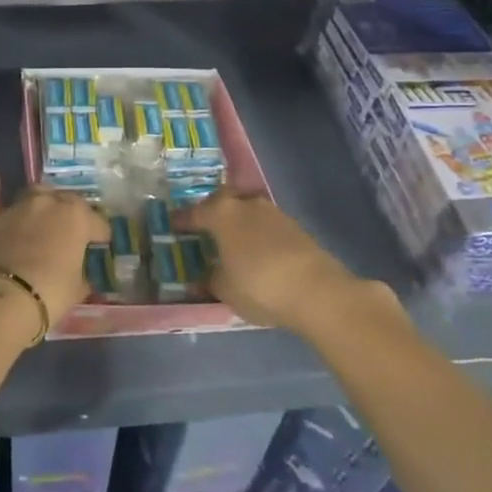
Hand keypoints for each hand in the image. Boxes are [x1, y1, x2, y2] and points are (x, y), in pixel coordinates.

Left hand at [0, 170, 105, 326]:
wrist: (3, 296)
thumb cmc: (50, 292)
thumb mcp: (77, 289)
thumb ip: (81, 276)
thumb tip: (82, 278)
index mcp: (77, 217)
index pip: (98, 223)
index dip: (100, 236)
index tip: (100, 248)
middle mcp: (50, 203)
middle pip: (68, 202)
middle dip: (74, 215)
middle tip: (74, 233)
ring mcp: (20, 206)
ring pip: (36, 194)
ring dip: (44, 202)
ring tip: (46, 213)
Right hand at [180, 190, 391, 333]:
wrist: (317, 291)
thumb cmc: (258, 285)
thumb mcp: (224, 289)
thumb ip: (211, 279)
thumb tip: (207, 276)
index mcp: (221, 213)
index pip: (194, 213)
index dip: (182, 220)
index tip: (173, 225)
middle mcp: (246, 204)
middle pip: (223, 200)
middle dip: (213, 210)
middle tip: (205, 226)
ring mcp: (273, 213)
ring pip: (247, 210)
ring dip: (238, 221)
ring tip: (232, 240)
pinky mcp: (295, 227)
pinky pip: (266, 224)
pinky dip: (257, 233)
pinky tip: (257, 250)